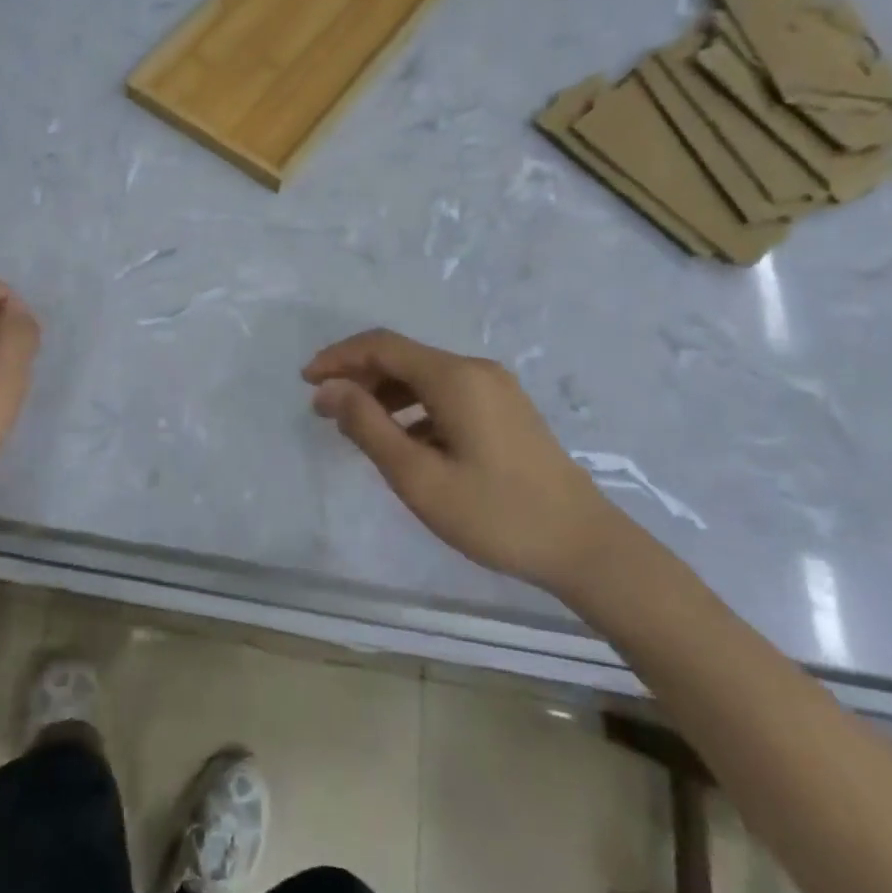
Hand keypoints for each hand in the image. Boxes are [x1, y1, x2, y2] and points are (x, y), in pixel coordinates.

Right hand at [303, 329, 623, 592]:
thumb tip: (329, 389)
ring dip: (385, 394)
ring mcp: (496, 389)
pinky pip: (446, 394)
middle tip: (325, 410)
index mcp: (454, 377)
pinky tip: (403, 441)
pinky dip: (414, 408)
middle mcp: (475, 370)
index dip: (338, 357)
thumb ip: (367, 426)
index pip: (381, 346)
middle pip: (403, 358)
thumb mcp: (418, 476)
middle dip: (358, 376)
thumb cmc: (495, 514)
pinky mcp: (506, 410)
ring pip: (424, 377)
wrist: (585, 546)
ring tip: (356, 427)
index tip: (306, 381)